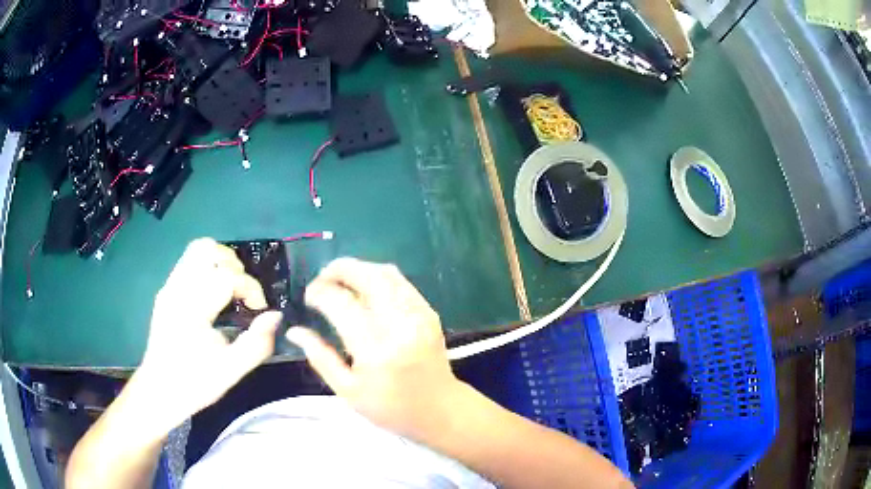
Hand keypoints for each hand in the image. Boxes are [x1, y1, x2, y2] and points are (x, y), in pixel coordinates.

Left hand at [133, 238, 282, 434]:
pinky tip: (215, 295)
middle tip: (243, 294)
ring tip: (231, 289)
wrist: (159, 390)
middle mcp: (177, 290)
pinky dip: (209, 268)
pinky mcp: (166, 290)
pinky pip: (189, 262)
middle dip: (234, 266)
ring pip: (197, 250)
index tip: (259, 309)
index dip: (251, 288)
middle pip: (208, 249)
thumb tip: (275, 316)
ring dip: (221, 262)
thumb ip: (257, 344)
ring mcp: (169, 287)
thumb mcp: (231, 371)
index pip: (227, 276)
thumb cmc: (195, 383)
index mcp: (191, 309)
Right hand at [286, 258, 465, 440]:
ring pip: (386, 273)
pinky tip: (366, 289)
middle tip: (322, 278)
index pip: (342, 304)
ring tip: (340, 281)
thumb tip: (294, 331)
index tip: (308, 297)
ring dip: (359, 269)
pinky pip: (401, 282)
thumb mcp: (348, 392)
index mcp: (376, 350)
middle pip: (368, 276)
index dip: (320, 293)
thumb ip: (320, 358)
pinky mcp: (429, 313)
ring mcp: (419, 315)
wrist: (440, 410)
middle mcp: (400, 325)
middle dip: (339, 269)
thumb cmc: (391, 408)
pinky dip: (379, 277)